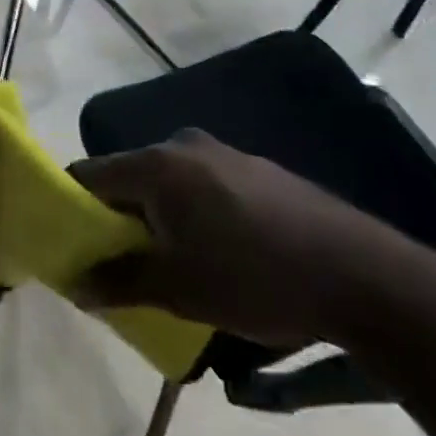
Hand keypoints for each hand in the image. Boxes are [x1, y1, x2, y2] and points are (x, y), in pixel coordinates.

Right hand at [71, 129, 418, 346]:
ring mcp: (225, 153)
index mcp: (156, 166)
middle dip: (117, 219)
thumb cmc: (255, 279)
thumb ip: (119, 282)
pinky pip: (202, 185)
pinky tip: (220, 252)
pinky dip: (192, 212)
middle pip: (127, 177)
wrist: (363, 276)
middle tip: (123, 265)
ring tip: (174, 265)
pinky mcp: (256, 169)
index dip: (73, 210)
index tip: (74, 247)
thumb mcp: (178, 290)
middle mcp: (184, 146)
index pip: (88, 175)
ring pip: (167, 182)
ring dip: (158, 217)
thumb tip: (75, 286)